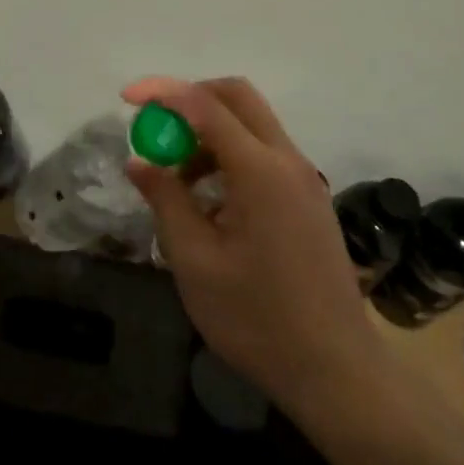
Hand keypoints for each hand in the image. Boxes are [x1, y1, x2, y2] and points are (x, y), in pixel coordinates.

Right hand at [123, 76, 380, 427]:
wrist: (336, 372)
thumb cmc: (257, 320)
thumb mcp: (195, 262)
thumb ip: (165, 201)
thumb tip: (139, 161)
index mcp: (260, 171)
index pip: (205, 105)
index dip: (163, 93)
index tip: (126, 97)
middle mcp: (288, 160)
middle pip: (237, 97)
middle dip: (190, 99)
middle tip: (157, 129)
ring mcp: (304, 178)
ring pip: (252, 123)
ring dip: (209, 131)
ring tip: (178, 181)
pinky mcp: (309, 198)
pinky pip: (264, 153)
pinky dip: (230, 154)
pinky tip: (210, 202)